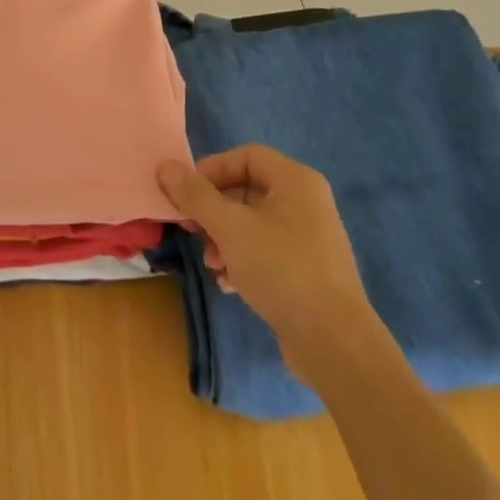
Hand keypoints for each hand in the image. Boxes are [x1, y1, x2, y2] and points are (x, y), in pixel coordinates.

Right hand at [159, 146, 371, 349]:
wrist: (335, 343)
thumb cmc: (281, 269)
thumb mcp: (230, 227)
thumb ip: (195, 195)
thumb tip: (165, 167)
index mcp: (295, 181)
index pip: (246, 156)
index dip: (212, 169)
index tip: (187, 195)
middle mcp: (306, 203)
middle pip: (247, 190)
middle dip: (214, 211)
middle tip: (193, 231)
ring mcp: (310, 238)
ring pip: (253, 224)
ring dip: (224, 239)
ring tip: (213, 265)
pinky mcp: (308, 271)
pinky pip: (266, 251)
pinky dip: (243, 260)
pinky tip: (229, 283)